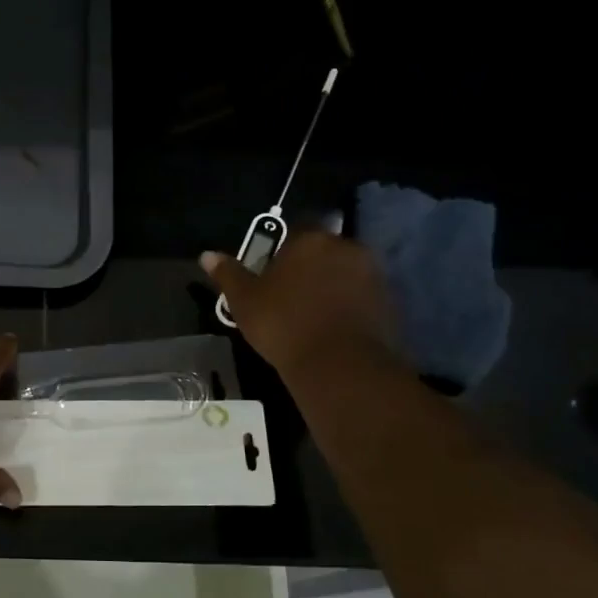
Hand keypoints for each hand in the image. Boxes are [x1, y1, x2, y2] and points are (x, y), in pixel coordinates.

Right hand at [201, 231, 400, 380]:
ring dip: (332, 286)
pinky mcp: (390, 303)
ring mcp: (373, 274)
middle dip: (310, 267)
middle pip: (323, 251)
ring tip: (313, 316)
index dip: (282, 252)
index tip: (271, 276)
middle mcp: (346, 247)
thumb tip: (207, 255)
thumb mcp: (245, 301)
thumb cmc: (284, 324)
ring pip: (345, 273)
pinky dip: (350, 307)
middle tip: (290, 296)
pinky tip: (334, 329)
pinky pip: (362, 297)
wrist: (340, 366)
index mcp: (310, 240)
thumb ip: (228, 275)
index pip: (295, 231)